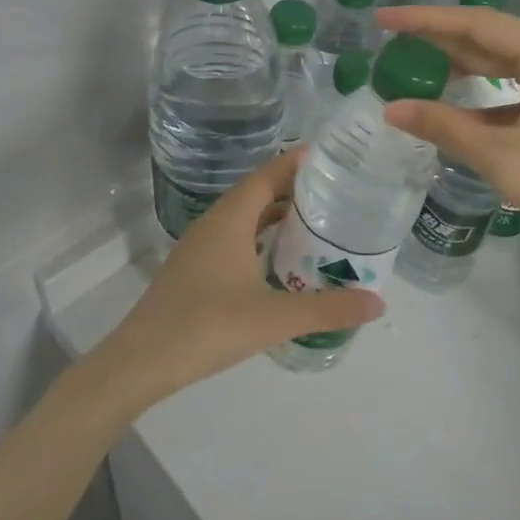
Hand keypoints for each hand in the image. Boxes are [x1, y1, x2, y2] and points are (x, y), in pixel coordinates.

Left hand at [91, 149, 383, 409]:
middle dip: (295, 189)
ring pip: (245, 218)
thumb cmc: (206, 326)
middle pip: (258, 193)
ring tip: (317, 224)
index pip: (268, 175)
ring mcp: (201, 247)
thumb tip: (378, 302)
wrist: (140, 361)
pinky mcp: (195, 270)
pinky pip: (235, 239)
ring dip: (277, 216)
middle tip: (337, 193)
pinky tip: (280, 262)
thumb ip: (327, 308)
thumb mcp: (273, 317)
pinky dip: (261, 239)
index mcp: (230, 219)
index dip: (297, 162)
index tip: (332, 157)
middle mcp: (214, 223)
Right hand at [376, 5, 519, 280]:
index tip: (383, 19)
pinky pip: (518, 90)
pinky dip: (484, 96)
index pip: (477, 25)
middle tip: (390, 40)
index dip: (425, 20)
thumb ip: (446, 127)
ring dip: (461, 65)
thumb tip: (392, 109)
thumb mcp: (505, 160)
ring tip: (413, 65)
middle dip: (439, 38)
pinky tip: (453, 106)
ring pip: (504, 64)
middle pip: (490, 38)